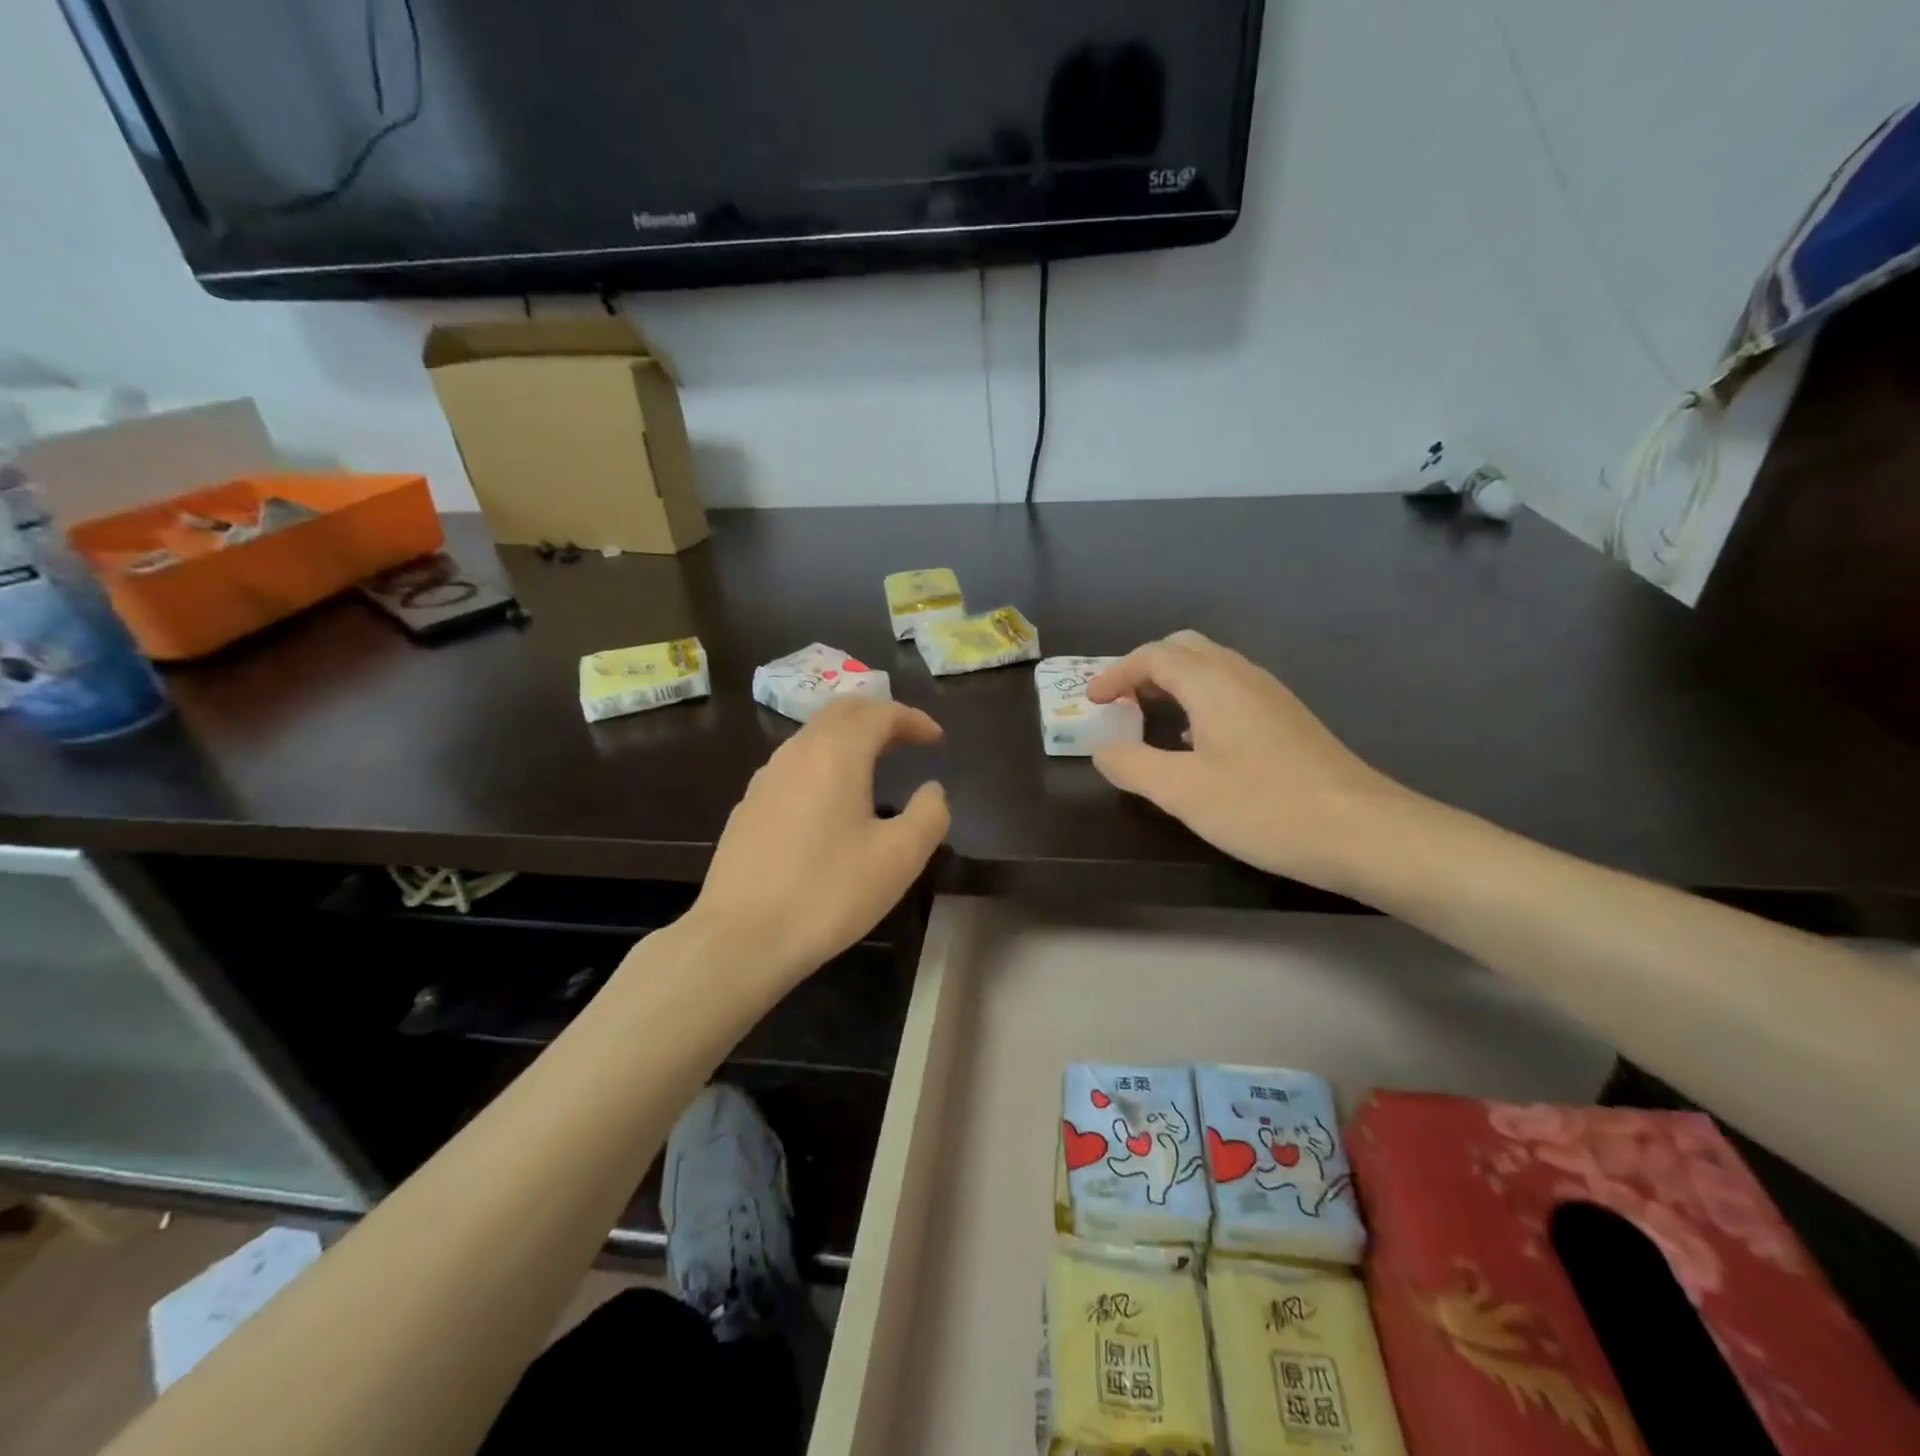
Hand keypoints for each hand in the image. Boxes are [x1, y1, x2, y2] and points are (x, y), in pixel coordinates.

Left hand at [691, 697, 948, 984]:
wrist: (741, 938)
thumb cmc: (829, 893)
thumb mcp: (900, 858)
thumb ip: (929, 814)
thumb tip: (932, 790)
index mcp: (836, 753)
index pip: (879, 713)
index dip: (913, 719)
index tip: (937, 739)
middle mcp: (797, 752)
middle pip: (841, 712)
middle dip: (879, 717)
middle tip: (907, 740)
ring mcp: (766, 778)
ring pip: (813, 736)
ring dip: (848, 738)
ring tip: (874, 763)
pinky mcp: (748, 806)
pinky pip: (793, 765)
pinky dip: (823, 762)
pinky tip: (830, 799)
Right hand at [1087, 630, 1415, 892]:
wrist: (1364, 831)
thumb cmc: (1264, 807)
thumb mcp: (1183, 792)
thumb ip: (1132, 765)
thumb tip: (1102, 749)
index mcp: (1212, 683)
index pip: (1154, 656)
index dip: (1116, 673)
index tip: (1092, 700)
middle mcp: (1243, 676)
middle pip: (1185, 649)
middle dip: (1145, 668)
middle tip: (1120, 701)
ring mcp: (1271, 696)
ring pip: (1212, 668)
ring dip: (1174, 683)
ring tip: (1149, 717)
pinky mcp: (1288, 720)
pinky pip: (1231, 691)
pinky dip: (1200, 701)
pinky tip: (1196, 742)